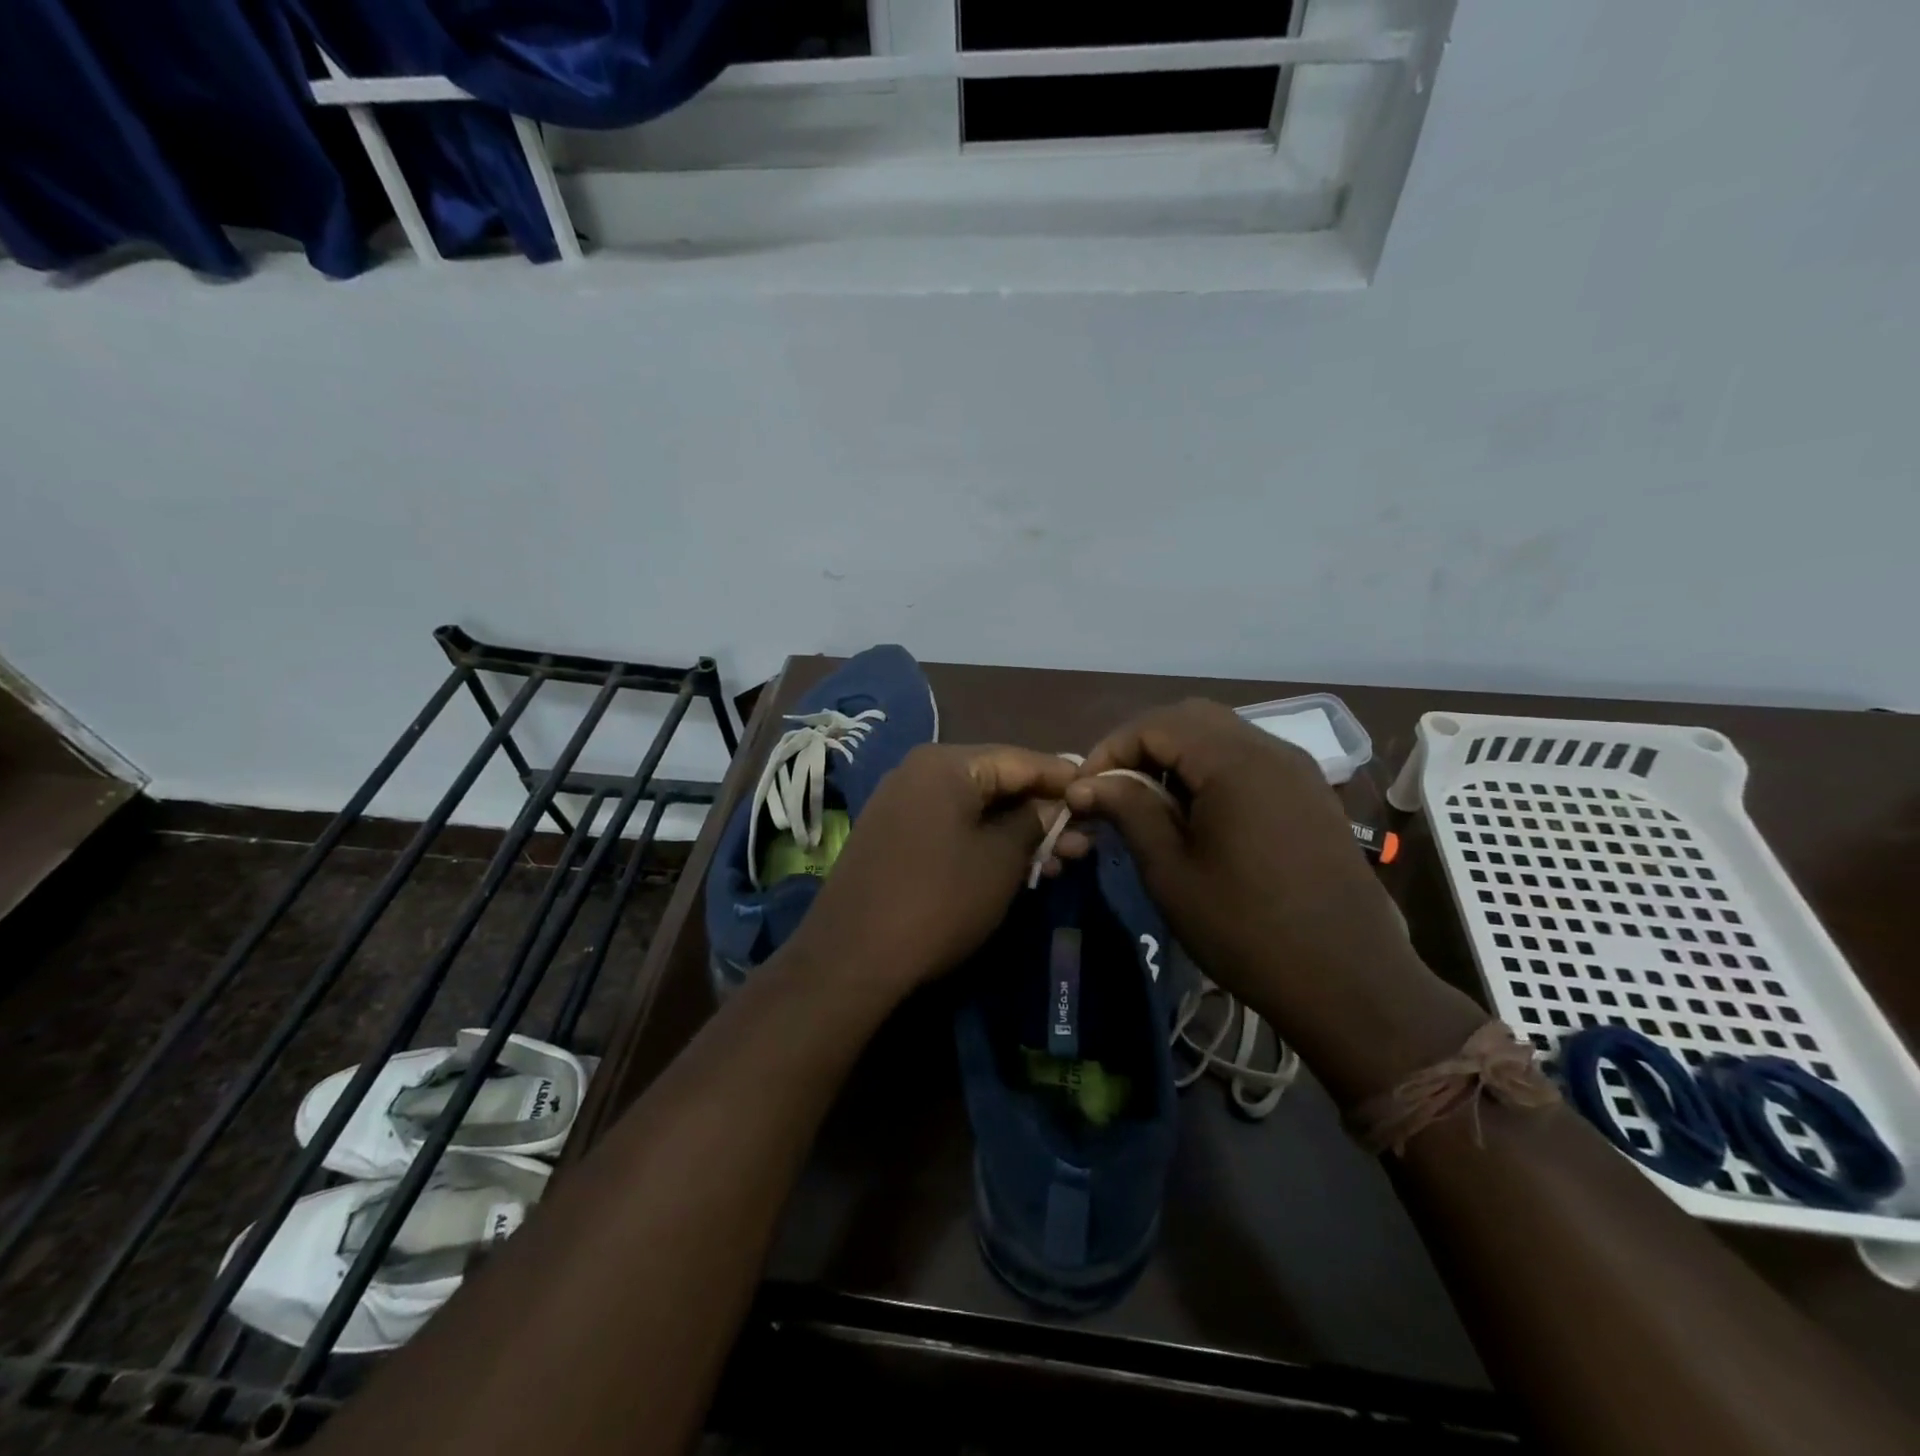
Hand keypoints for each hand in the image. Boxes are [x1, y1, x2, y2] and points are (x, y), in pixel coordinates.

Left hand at [784, 744, 1080, 998]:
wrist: (851, 957)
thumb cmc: (938, 900)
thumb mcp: (999, 860)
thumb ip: (1033, 823)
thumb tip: (1053, 807)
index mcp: (945, 764)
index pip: (1020, 759)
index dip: (1063, 778)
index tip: (1099, 794)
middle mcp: (918, 771)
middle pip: (996, 781)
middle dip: (1041, 811)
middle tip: (1082, 841)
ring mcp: (900, 802)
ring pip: (974, 808)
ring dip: (1017, 832)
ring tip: (1059, 861)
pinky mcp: (891, 835)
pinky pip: (950, 825)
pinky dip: (984, 841)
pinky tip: (1015, 866)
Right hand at [1065, 700, 1479, 1105]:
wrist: (1349, 982)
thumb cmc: (1246, 930)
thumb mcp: (1171, 872)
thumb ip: (1129, 811)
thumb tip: (1085, 784)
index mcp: (1234, 762)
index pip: (1155, 725)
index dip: (1111, 749)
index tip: (1085, 790)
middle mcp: (1270, 749)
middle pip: (1190, 718)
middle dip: (1143, 744)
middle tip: (1114, 788)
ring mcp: (1297, 769)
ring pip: (1222, 734)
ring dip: (1177, 755)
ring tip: (1150, 801)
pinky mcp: (1310, 793)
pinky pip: (1250, 758)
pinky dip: (1211, 769)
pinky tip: (1198, 813)